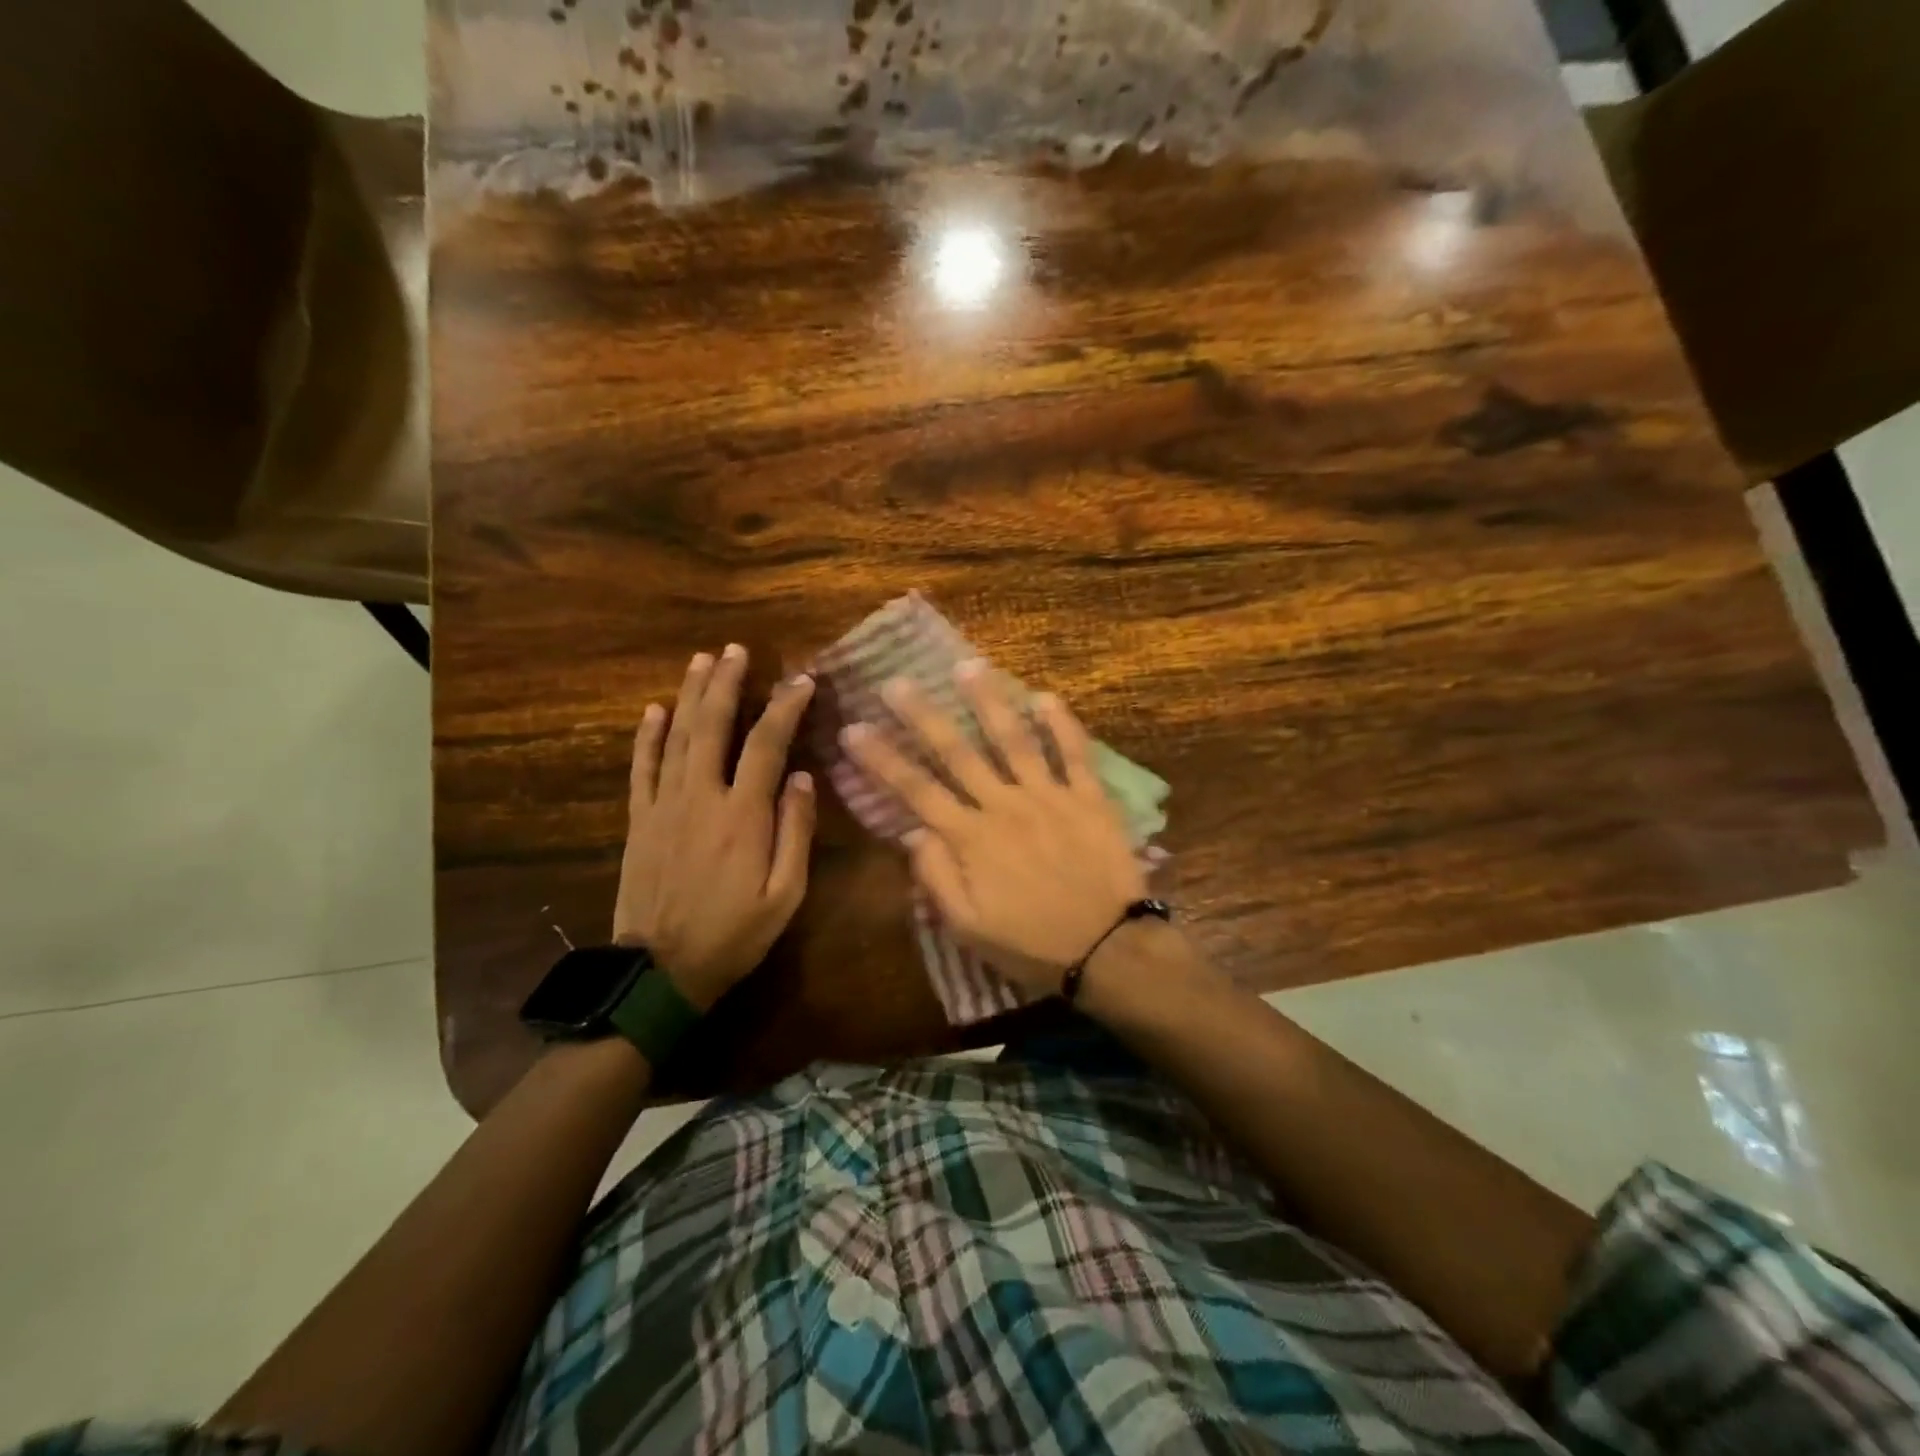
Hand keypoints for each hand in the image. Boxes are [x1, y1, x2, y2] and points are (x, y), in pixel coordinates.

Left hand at [613, 645, 816, 1010]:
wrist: (662, 972)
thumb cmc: (734, 935)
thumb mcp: (785, 895)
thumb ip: (795, 832)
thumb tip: (803, 777)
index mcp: (743, 816)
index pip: (768, 745)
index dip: (785, 707)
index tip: (801, 680)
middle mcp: (702, 797)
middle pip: (713, 726)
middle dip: (726, 684)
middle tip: (736, 650)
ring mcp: (664, 806)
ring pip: (676, 737)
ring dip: (689, 695)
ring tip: (701, 661)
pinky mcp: (638, 821)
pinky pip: (641, 768)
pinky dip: (646, 736)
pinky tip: (654, 709)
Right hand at [842, 663, 1147, 997]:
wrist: (1110, 950)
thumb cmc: (1033, 945)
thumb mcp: (969, 928)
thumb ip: (937, 878)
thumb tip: (913, 833)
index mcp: (971, 838)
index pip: (916, 790)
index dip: (882, 759)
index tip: (853, 729)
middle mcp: (1004, 806)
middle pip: (956, 752)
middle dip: (922, 715)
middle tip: (897, 681)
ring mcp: (1049, 797)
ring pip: (1013, 739)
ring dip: (988, 701)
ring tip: (967, 666)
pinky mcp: (1089, 798)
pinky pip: (1075, 753)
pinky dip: (1062, 723)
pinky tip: (1045, 696)